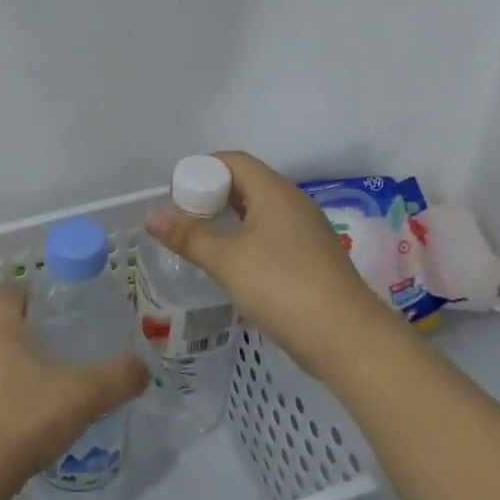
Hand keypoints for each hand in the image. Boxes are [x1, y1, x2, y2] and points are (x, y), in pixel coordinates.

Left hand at [0, 284, 148, 499]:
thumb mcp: (82, 397)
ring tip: (16, 397)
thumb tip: (142, 367)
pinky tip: (1, 437)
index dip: (17, 292)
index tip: (34, 301)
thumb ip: (116, 379)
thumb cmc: (20, 419)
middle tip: (24, 350)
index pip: (1, 295)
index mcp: (0, 337)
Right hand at [146, 150, 390, 376]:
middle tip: (182, 222)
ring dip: (227, 222)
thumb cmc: (282, 288)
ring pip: (258, 212)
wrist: (347, 339)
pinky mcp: (311, 258)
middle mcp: (293, 203)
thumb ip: (188, 235)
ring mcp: (306, 231)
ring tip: (199, 244)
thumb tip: (152, 215)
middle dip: (210, 197)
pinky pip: (271, 235)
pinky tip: (231, 267)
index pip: (232, 161)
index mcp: (274, 192)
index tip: (175, 197)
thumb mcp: (227, 261)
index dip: (200, 170)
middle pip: (245, 184)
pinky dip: (246, 241)